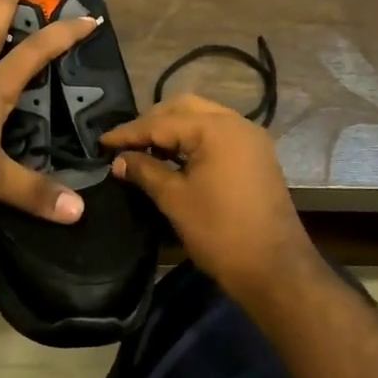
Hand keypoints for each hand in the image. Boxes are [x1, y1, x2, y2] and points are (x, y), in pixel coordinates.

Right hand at [101, 94, 317, 303]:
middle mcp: (237, 123)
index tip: (102, 142)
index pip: (161, 122)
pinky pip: (217, 134)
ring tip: (145, 150)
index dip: (128, 133)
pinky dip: (192, 140)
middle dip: (152, 122)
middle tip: (126, 144)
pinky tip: (173, 158)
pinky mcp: (256, 156)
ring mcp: (250, 139)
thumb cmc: (220, 232)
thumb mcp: (175, 199)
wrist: (275, 270)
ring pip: (202, 118)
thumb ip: (144, 171)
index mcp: (216, 129)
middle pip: (184, 108)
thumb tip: (119, 160)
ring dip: (172, 129)